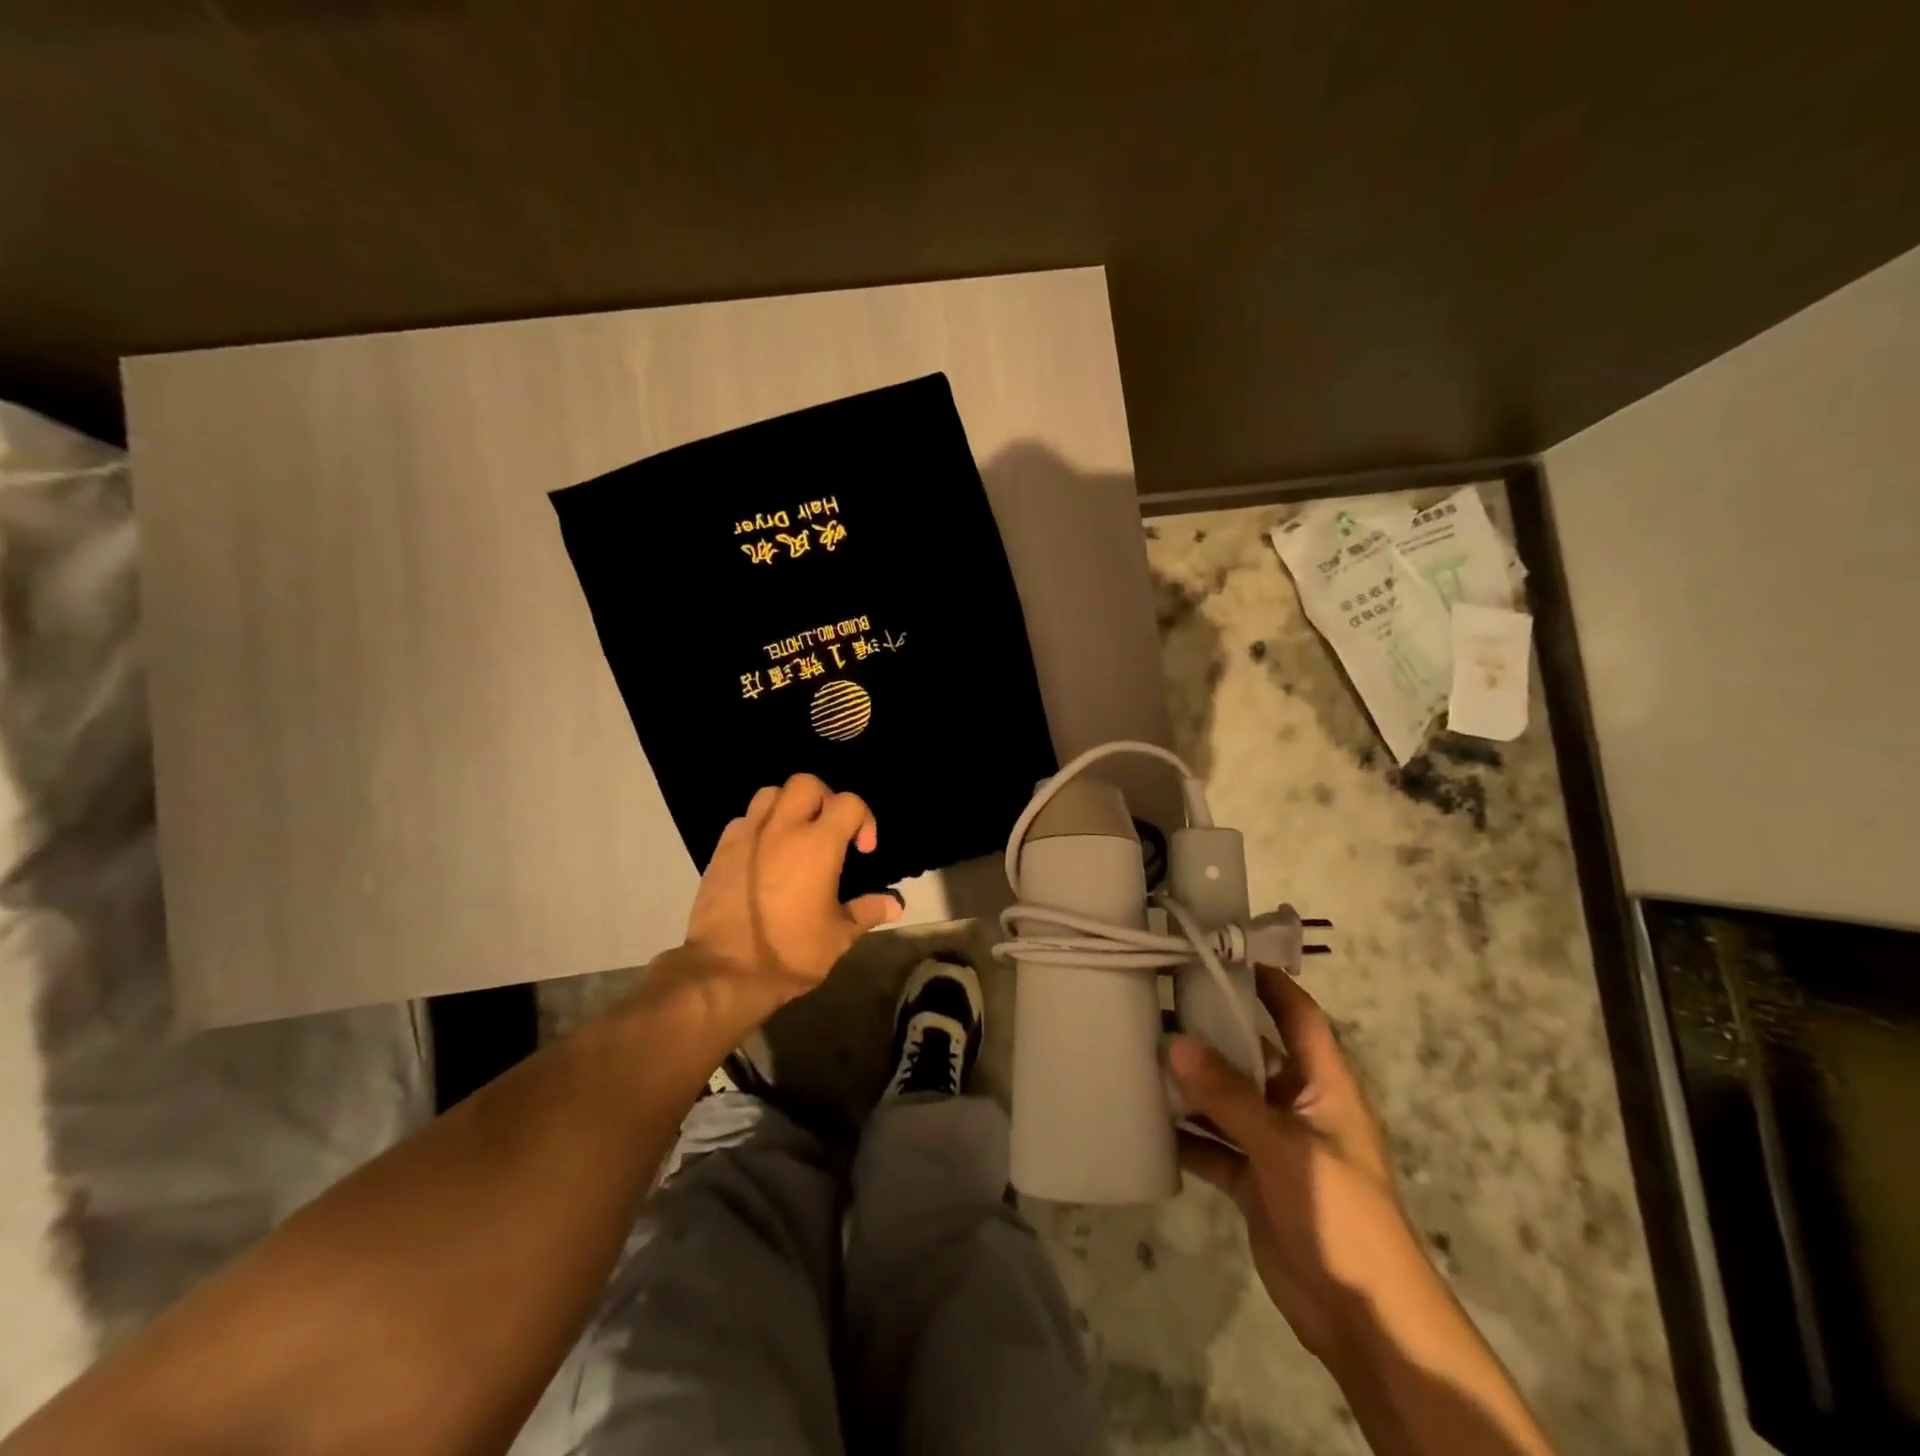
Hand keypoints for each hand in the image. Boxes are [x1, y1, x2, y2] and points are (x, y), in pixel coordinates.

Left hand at [680, 774, 900, 1016]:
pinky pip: (744, 820)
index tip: (863, 849)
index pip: (849, 803)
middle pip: (806, 783)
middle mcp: (782, 829)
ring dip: (788, 806)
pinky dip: (759, 826)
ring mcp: (748, 836)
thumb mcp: (839, 936)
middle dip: (824, 799)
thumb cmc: (790, 952)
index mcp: (817, 845)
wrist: (725, 971)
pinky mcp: (722, 850)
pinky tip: (764, 853)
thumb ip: (867, 911)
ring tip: (795, 835)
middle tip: (829, 830)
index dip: (864, 819)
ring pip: (770, 794)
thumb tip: (896, 904)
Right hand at [1170, 967, 1427, 1362]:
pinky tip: (1147, 1120)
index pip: (1298, 1015)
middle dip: (1210, 1029)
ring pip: (1226, 1098)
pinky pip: (1213, 1145)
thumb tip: (1175, 1040)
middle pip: (1252, 1052)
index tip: (1221, 954)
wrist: (1363, 1318)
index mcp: (1323, 1084)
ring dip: (1190, 1082)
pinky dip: (1186, 1133)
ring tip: (1140, 1051)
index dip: (1268, 981)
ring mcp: (1274, 1143)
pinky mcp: (1254, 1179)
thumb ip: (1228, 1095)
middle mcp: (1297, 1104)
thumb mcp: (1284, 1146)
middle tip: (1158, 1001)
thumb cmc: (1339, 1213)